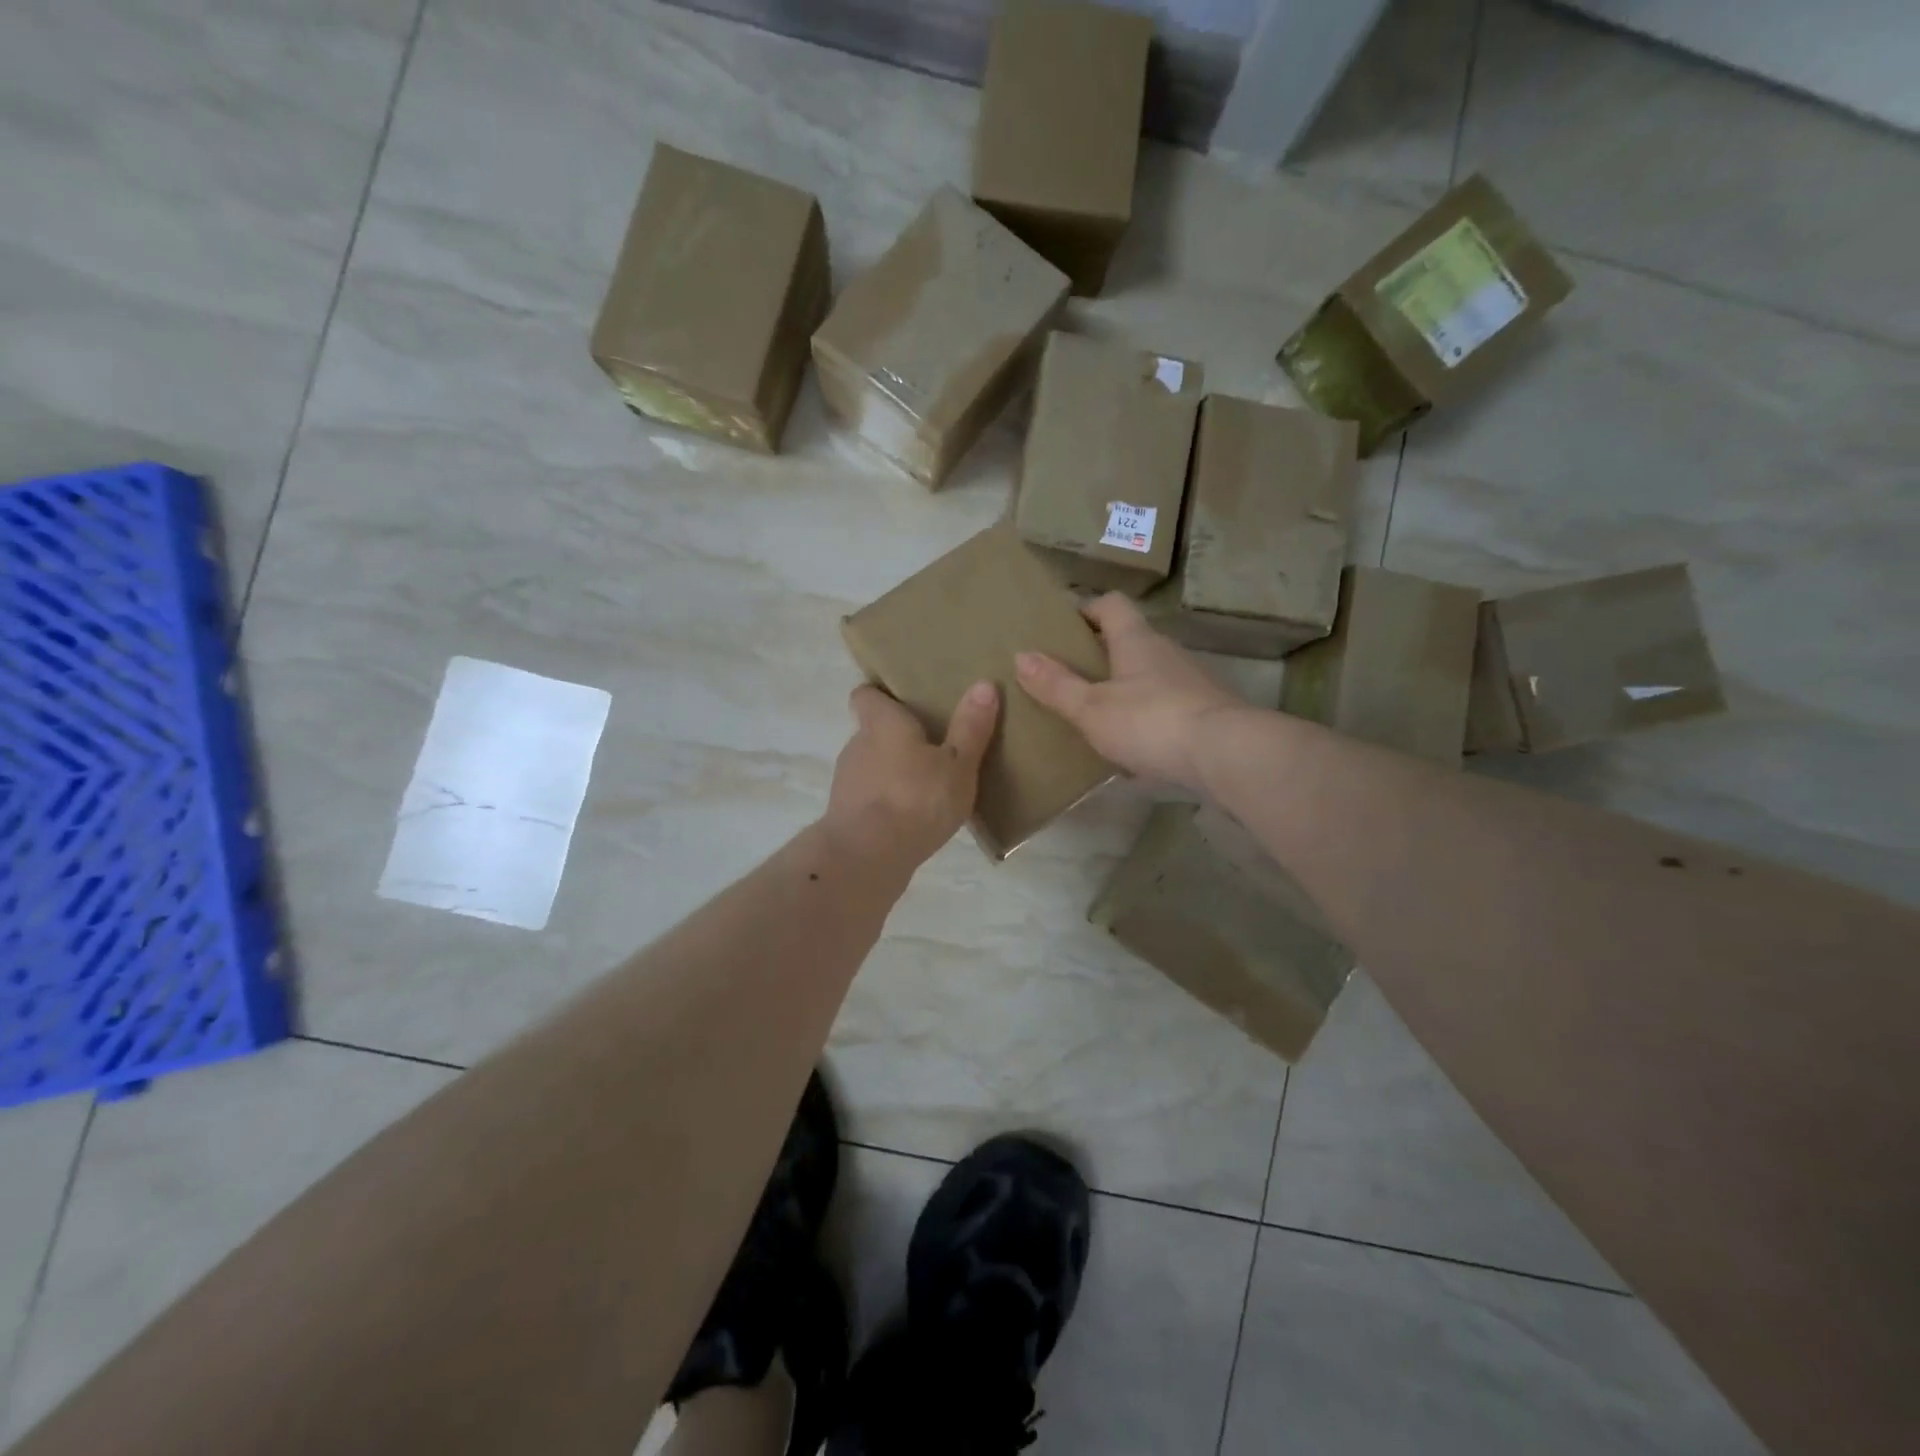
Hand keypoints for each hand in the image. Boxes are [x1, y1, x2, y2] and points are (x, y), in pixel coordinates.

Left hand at [823, 681, 999, 869]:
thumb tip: (984, 684)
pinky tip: (912, 819)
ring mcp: (847, 781)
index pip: (866, 695)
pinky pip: (869, 798)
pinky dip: (886, 803)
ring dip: (893, 773)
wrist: (867, 856)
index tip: (904, 701)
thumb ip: (970, 727)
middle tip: (932, 746)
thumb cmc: (917, 798)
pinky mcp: (845, 815)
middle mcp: (857, 744)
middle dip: (898, 738)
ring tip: (927, 786)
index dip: (882, 695)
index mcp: (882, 723)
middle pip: (873, 731)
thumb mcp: (957, 763)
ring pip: (871, 766)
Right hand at [1016, 593, 1244, 791]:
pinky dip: (1147, 714)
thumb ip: (1057, 685)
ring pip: (1150, 674)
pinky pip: (1168, 703)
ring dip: (1125, 685)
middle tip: (1069, 675)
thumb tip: (1021, 655)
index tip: (1062, 627)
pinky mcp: (1206, 712)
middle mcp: (1167, 652)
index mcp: (1137, 641)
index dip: (1086, 609)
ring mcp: (1192, 681)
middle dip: (1100, 653)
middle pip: (1130, 639)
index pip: (1111, 605)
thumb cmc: (1151, 722)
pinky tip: (1133, 742)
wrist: (1227, 754)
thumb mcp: (1092, 708)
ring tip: (1096, 712)